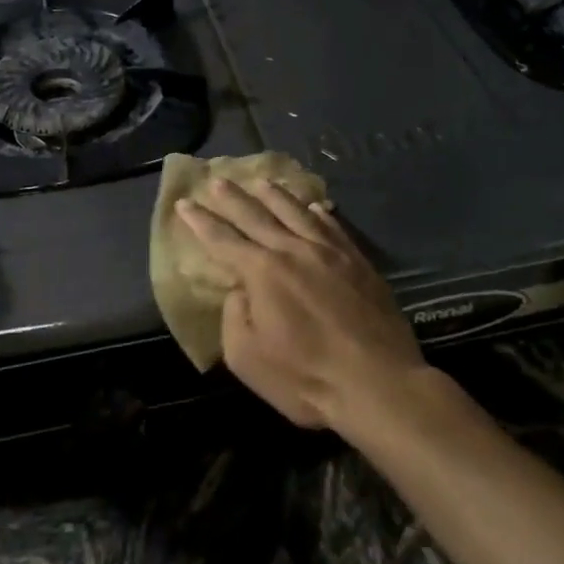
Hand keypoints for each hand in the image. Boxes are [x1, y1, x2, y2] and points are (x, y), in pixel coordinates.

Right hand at [176, 179, 424, 429]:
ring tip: (261, 181)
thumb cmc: (306, 378)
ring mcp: (329, 252)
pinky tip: (315, 207)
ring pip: (296, 213)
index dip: (200, 221)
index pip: (222, 239)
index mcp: (262, 272)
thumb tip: (241, 290)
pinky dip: (319, 213)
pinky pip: (332, 227)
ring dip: (275, 195)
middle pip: (256, 216)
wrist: (379, 384)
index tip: (184, 203)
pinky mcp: (358, 262)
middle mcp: (293, 250)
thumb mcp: (247, 358)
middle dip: (232, 198)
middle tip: (216, 179)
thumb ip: (235, 316)